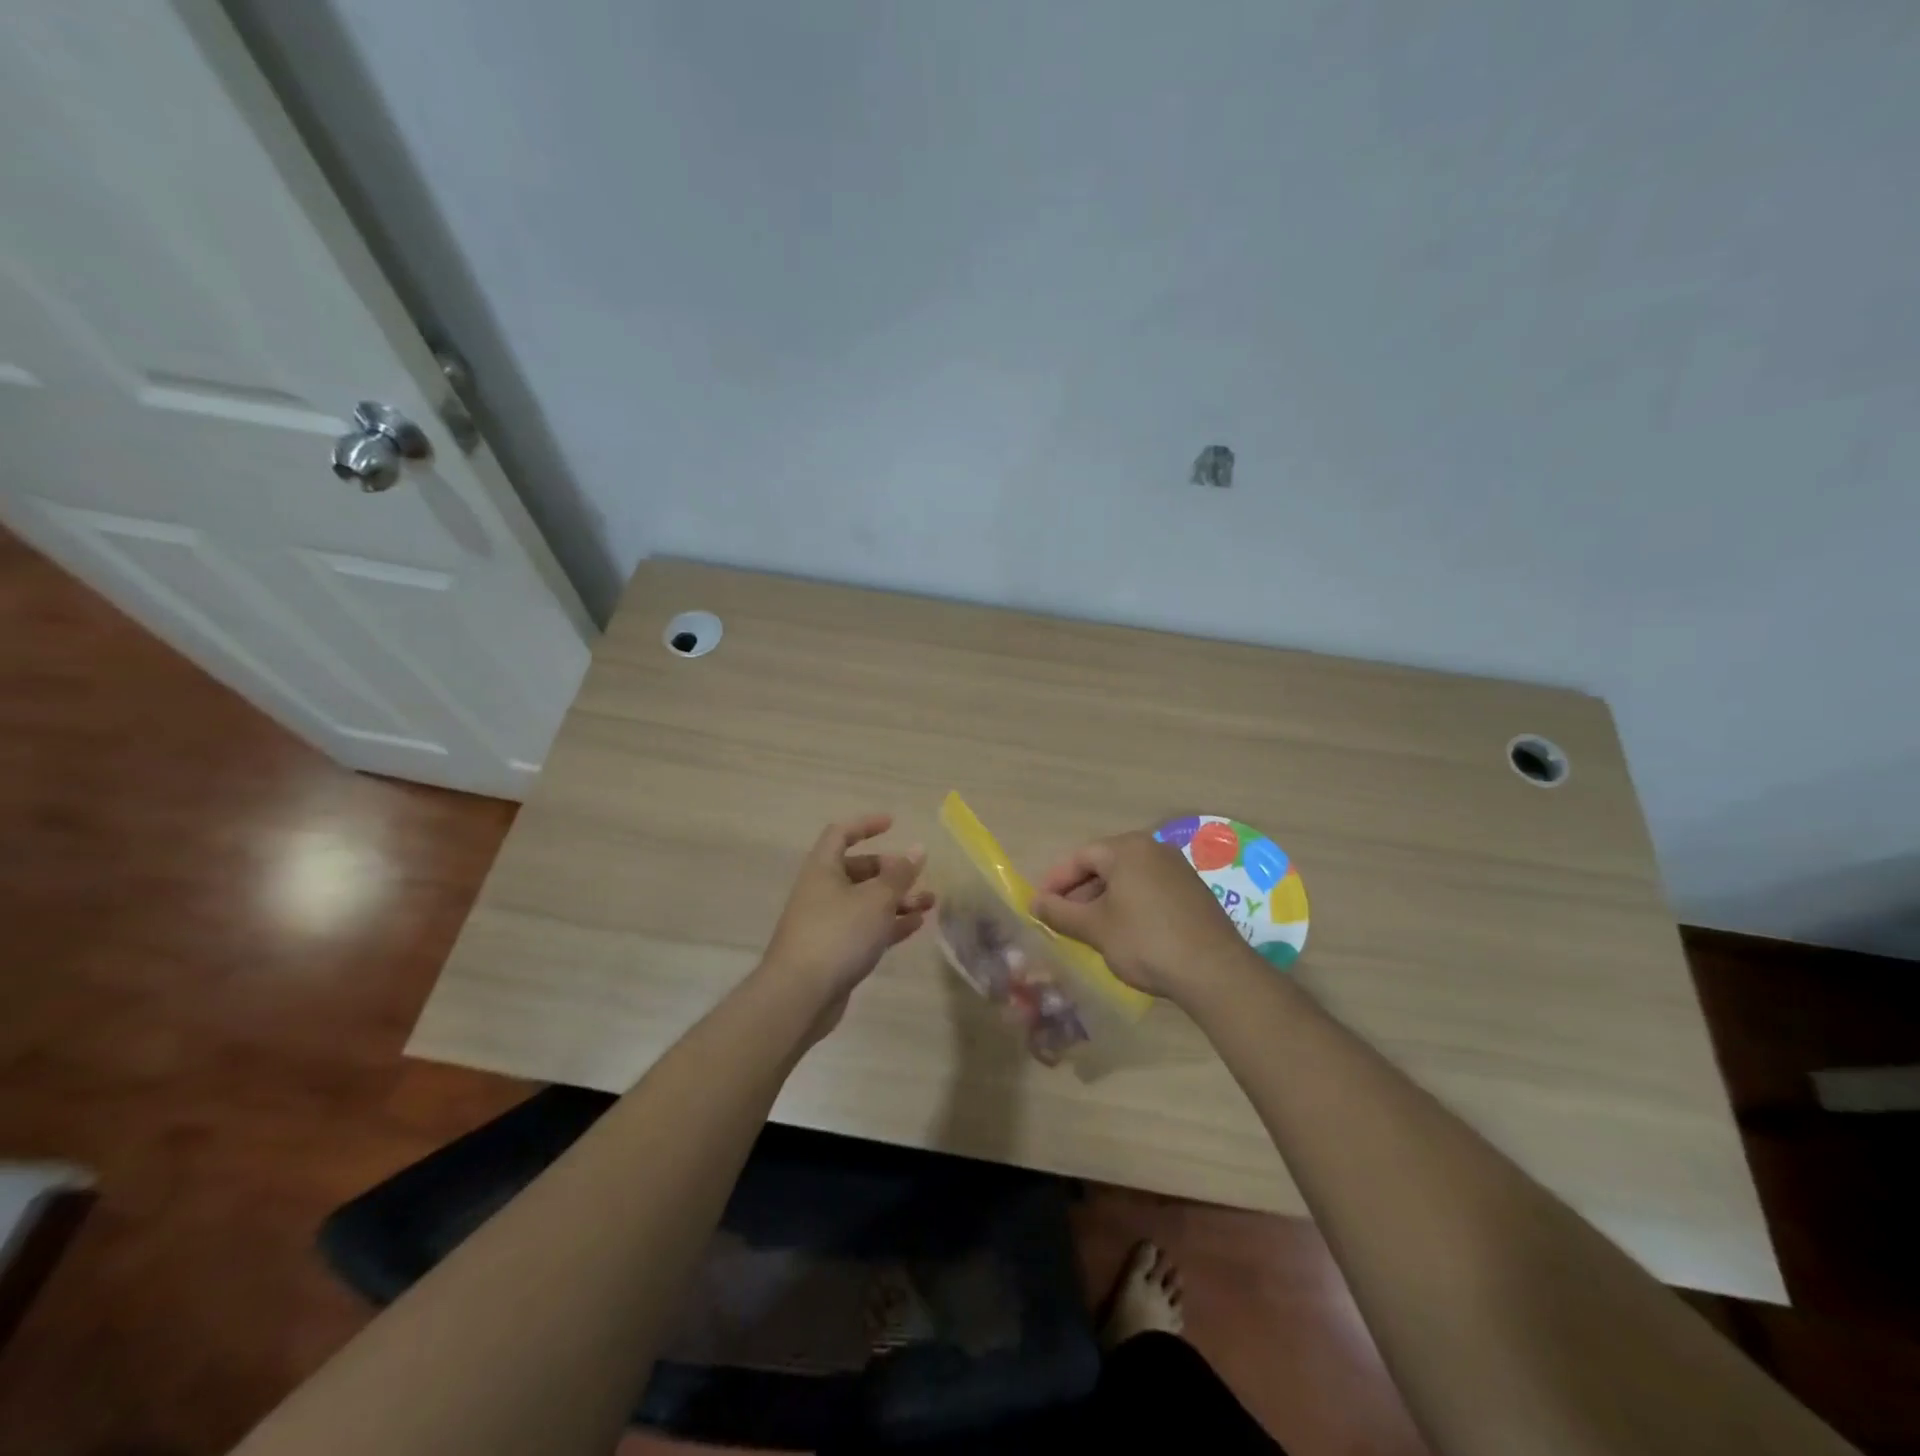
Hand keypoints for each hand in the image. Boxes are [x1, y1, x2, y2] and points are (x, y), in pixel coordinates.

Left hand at [760, 814, 933, 1033]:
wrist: (799, 995)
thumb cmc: (838, 934)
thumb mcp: (876, 899)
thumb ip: (899, 875)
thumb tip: (917, 849)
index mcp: (823, 869)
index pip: (841, 834)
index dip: (866, 825)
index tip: (893, 824)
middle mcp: (821, 891)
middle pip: (857, 870)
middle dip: (890, 871)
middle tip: (917, 877)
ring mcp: (826, 923)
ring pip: (865, 902)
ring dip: (896, 900)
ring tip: (929, 903)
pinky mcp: (833, 952)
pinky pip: (865, 929)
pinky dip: (888, 924)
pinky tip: (915, 925)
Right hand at [1031, 830, 1253, 1002]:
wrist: (1215, 971)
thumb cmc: (1145, 942)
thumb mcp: (1095, 929)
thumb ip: (1060, 913)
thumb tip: (1035, 903)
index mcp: (1127, 849)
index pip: (1080, 857)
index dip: (1056, 881)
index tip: (1040, 905)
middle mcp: (1153, 848)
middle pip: (1104, 864)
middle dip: (1079, 891)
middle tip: (1063, 919)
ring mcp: (1177, 868)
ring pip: (1128, 878)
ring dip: (1104, 899)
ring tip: (1090, 929)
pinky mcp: (1193, 891)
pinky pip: (1149, 888)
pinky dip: (1129, 904)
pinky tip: (1124, 931)